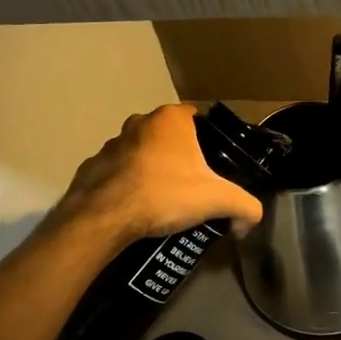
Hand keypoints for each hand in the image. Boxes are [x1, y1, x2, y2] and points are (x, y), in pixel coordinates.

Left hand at [57, 104, 263, 244]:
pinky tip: (135, 208)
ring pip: (140, 153)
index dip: (208, 139)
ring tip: (162, 201)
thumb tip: (249, 222)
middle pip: (168, 136)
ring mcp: (111, 143)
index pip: (197, 118)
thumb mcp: (217, 200)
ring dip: (150, 169)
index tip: (213, 164)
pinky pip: (117, 173)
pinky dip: (126, 185)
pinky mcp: (91, 166)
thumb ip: (245, 207)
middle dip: (179, 156)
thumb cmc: (164, 194)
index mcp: (171, 119)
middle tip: (191, 185)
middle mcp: (139, 122)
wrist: (105, 218)